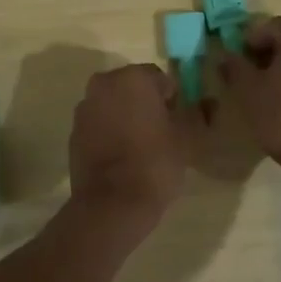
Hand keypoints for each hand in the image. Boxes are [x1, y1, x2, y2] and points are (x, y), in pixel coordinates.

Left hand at [68, 64, 197, 222]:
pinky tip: (122, 156)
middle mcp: (103, 84)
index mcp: (132, 78)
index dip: (172, 99)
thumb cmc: (155, 162)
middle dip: (146, 104)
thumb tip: (207, 103)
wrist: (112, 203)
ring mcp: (84, 109)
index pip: (159, 79)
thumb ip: (196, 113)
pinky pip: (99, 124)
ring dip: (126, 117)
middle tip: (162, 131)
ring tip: (141, 146)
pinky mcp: (73, 133)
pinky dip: (110, 132)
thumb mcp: (188, 137)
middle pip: (132, 88)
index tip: (178, 121)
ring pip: (113, 105)